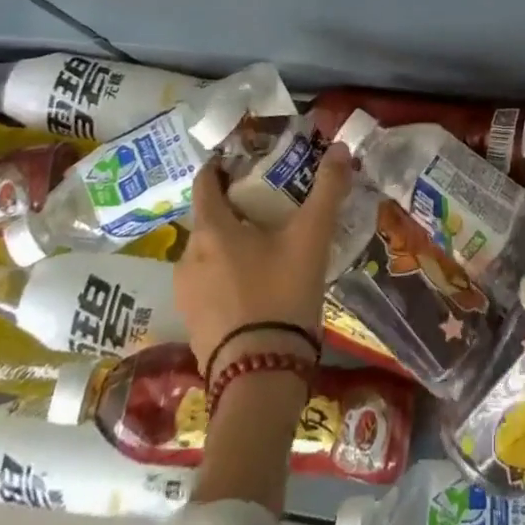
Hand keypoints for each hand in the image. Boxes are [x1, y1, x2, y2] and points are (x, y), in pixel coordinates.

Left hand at [175, 146, 353, 377]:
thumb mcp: (312, 237)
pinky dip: (227, 274)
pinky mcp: (192, 323)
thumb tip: (339, 147)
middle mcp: (188, 256)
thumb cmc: (282, 293)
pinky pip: (208, 283)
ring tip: (267, 247)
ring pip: (208, 253)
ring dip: (231, 243)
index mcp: (211, 229)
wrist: (260, 377)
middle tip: (270, 206)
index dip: (222, 166)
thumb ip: (327, 189)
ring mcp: (186, 293)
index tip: (244, 161)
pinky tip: (257, 285)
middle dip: (235, 208)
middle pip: (209, 218)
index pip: (205, 181)